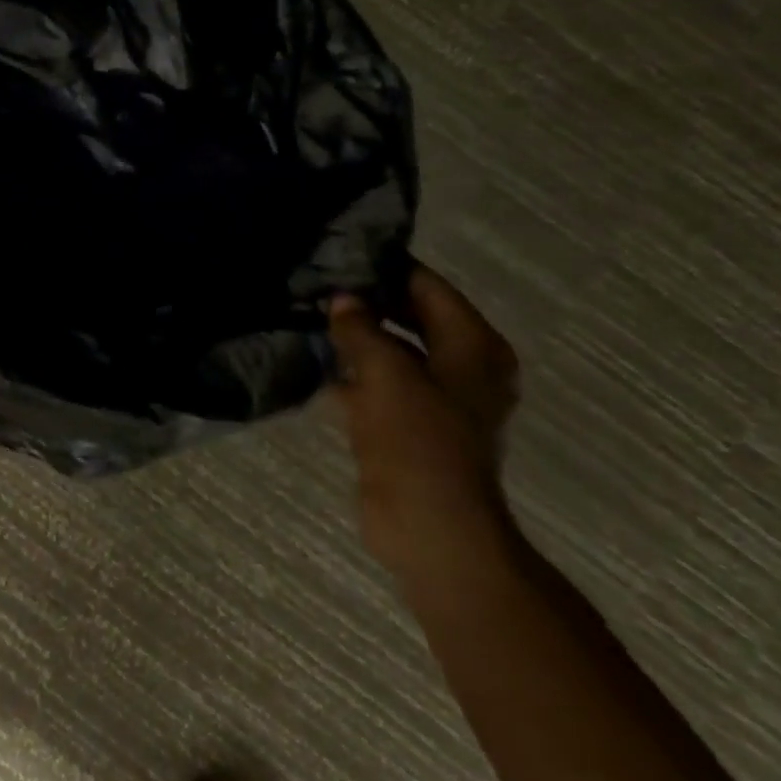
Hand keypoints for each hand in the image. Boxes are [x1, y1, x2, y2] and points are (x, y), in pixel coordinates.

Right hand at [326, 264, 519, 572]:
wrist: (428, 526)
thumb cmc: (419, 441)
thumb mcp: (388, 373)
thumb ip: (361, 330)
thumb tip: (342, 300)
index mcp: (474, 347)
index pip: (429, 289)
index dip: (388, 270)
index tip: (342, 255)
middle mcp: (459, 367)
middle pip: (410, 319)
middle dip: (366, 304)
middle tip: (316, 284)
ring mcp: (432, 399)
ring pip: (388, 354)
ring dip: (353, 340)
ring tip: (306, 315)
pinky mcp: (404, 426)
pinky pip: (374, 387)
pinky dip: (348, 375)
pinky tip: (310, 361)